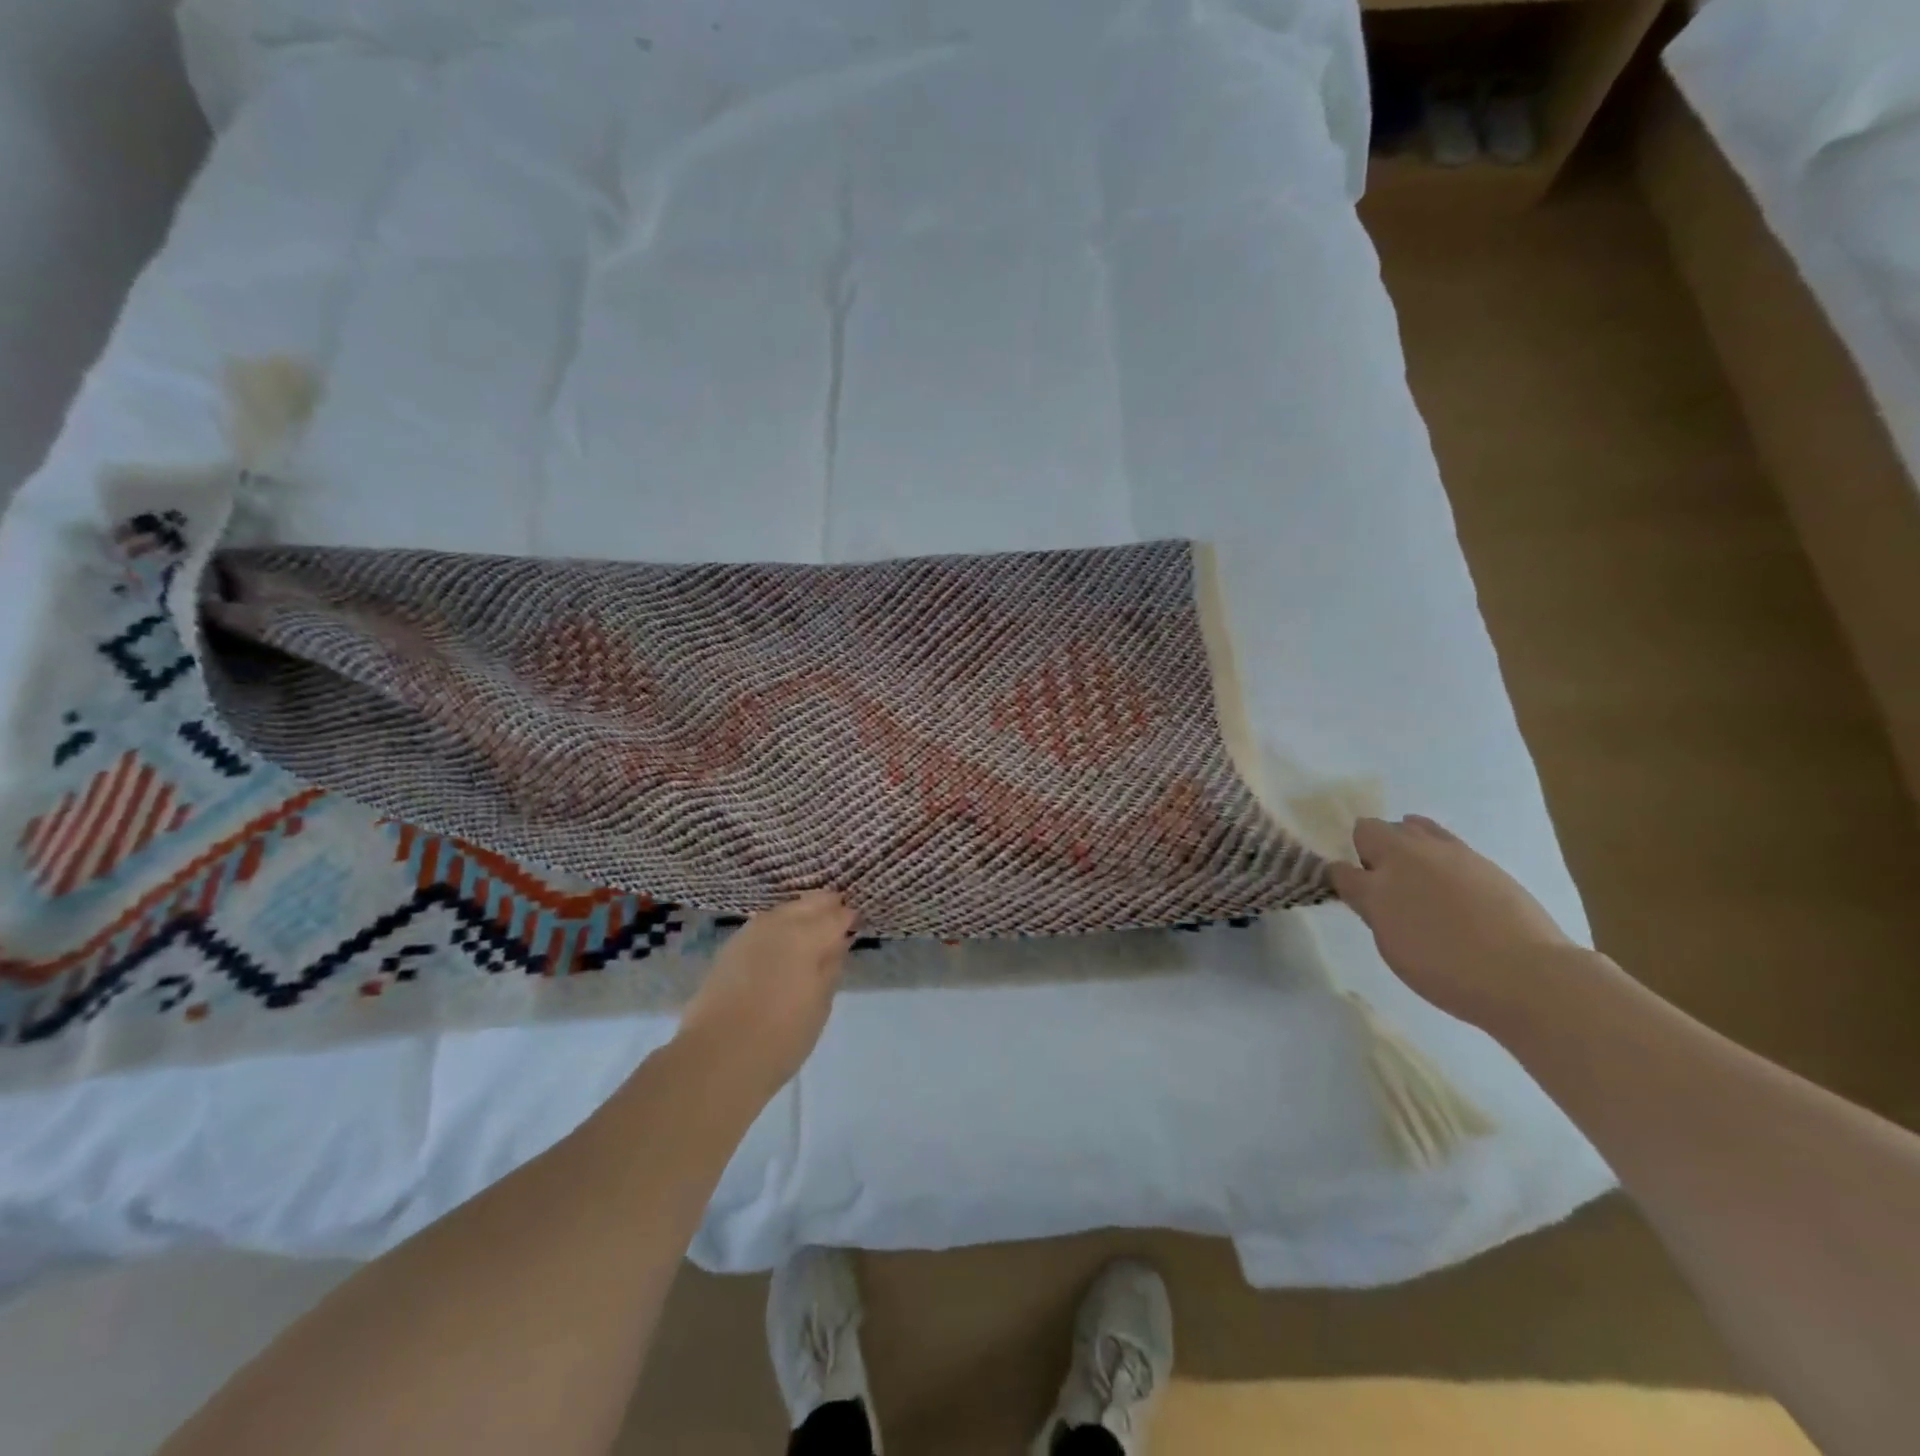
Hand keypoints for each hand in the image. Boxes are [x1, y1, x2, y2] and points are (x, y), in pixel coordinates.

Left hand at [677, 890, 856, 1096]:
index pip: (838, 915)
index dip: (849, 919)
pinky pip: (764, 925)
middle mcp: (780, 923)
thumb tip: (837, 943)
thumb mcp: (820, 1004)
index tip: (856, 926)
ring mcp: (752, 931)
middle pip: (810, 903)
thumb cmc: (781, 1036)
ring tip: (811, 933)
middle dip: (827, 907)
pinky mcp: (731, 946)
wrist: (717, 1056)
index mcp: (808, 935)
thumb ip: (831, 967)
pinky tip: (781, 945)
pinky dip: (779, 927)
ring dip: (801, 914)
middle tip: (837, 922)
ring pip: (785, 910)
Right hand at [1329, 815, 1586, 1024]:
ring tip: (1415, 872)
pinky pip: (1442, 839)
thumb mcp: (1394, 949)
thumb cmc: (1448, 972)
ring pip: (1408, 825)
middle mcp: (1405, 858)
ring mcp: (1445, 852)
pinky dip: (1434, 850)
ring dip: (1402, 842)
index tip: (1348, 892)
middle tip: (1382, 881)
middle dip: (1368, 848)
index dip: (1339, 878)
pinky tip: (1446, 878)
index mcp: (1377, 887)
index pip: (1340, 869)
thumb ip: (1376, 913)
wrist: (1527, 975)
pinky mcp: (1478, 857)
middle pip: (1370, 830)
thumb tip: (1370, 895)